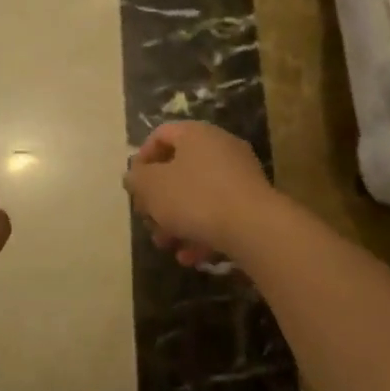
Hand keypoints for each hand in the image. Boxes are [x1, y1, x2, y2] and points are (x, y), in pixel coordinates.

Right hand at [125, 121, 281, 265]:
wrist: (255, 227)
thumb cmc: (196, 198)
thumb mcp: (152, 187)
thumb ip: (137, 179)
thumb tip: (135, 175)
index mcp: (195, 134)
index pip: (161, 135)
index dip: (142, 159)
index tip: (134, 187)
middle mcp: (219, 146)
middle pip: (179, 168)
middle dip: (159, 199)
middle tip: (149, 221)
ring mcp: (239, 173)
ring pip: (198, 194)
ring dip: (178, 220)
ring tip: (168, 245)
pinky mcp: (252, 201)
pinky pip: (219, 211)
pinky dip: (203, 230)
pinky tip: (192, 257)